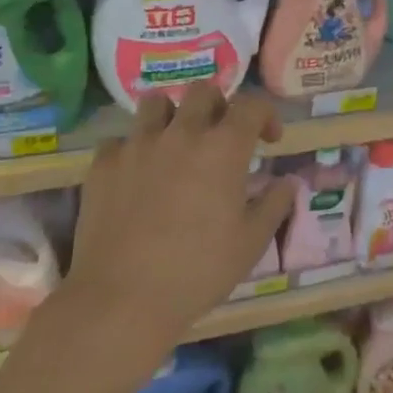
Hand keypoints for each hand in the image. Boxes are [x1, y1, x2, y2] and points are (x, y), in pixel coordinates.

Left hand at [63, 84, 294, 374]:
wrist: (122, 300)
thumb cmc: (198, 272)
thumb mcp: (251, 243)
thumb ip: (275, 204)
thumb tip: (288, 182)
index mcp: (223, 147)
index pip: (251, 105)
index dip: (265, 114)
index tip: (269, 138)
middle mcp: (182, 133)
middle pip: (203, 91)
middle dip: (219, 107)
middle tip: (221, 137)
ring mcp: (137, 145)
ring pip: (156, 103)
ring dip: (172, 116)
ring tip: (176, 144)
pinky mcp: (103, 165)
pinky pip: (120, 140)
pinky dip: (133, 150)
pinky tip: (137, 176)